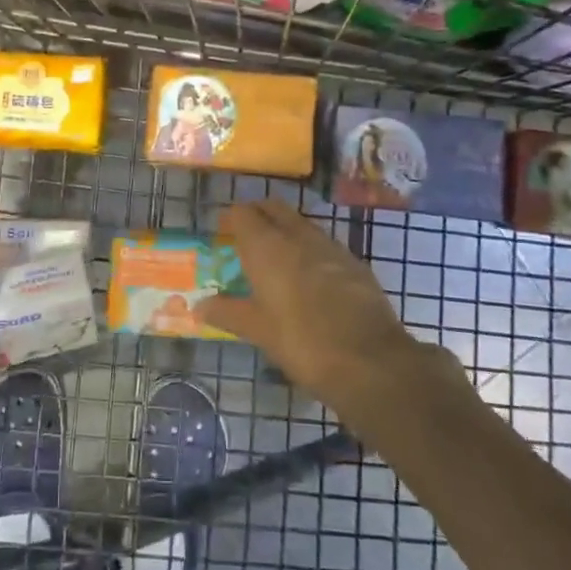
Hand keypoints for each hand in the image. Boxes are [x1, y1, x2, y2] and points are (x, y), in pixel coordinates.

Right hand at [202, 200, 452, 410]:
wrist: (371, 360)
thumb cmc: (302, 342)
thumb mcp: (258, 331)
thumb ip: (227, 313)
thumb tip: (199, 306)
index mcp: (267, 246)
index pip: (243, 213)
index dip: (231, 219)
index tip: (223, 232)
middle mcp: (298, 236)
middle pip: (274, 208)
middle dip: (258, 215)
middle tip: (246, 236)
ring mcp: (331, 246)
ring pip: (302, 224)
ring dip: (286, 230)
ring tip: (277, 257)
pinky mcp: (355, 263)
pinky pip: (325, 244)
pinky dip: (311, 250)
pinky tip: (311, 277)